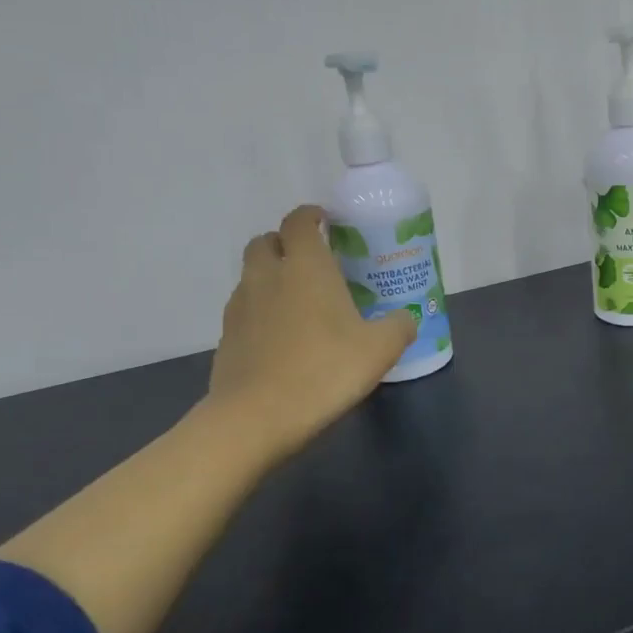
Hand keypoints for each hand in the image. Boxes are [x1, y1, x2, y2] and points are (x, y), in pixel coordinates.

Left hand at [204, 205, 414, 464]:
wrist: (257, 416)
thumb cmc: (325, 370)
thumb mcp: (380, 350)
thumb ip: (398, 327)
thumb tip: (405, 319)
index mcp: (305, 267)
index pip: (299, 221)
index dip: (311, 216)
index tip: (326, 222)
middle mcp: (267, 276)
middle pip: (266, 241)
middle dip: (286, 243)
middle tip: (311, 262)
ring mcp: (241, 306)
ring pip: (252, 275)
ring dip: (271, 277)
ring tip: (298, 302)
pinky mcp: (227, 336)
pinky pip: (245, 309)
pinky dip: (261, 310)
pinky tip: (282, 337)